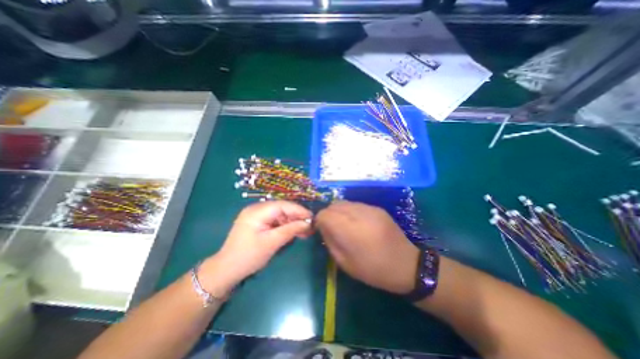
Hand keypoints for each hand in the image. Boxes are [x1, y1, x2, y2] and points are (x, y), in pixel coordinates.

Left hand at [199, 200, 310, 296]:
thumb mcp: (271, 243)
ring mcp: (257, 215)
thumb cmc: (248, 256)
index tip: (312, 218)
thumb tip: (308, 223)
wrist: (226, 271)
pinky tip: (294, 232)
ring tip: (305, 231)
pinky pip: (276, 220)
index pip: (283, 205)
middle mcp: (257, 209)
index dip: (299, 210)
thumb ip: (290, 230)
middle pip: (282, 209)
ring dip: (293, 222)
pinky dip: (286, 226)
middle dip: (297, 217)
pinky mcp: (259, 223)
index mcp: (257, 211)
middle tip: (310, 226)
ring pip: (281, 215)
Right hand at [316, 199, 420, 294]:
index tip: (320, 229)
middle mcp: (359, 215)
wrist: (406, 264)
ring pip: (344, 202)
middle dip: (328, 214)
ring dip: (338, 211)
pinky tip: (356, 223)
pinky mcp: (377, 208)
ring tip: (343, 224)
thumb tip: (322, 226)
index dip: (319, 220)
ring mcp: (370, 209)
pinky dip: (350, 211)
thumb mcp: (345, 263)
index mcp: (350, 231)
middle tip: (331, 227)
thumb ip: (330, 241)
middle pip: (334, 205)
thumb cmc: (373, 269)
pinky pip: (355, 204)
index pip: (325, 214)